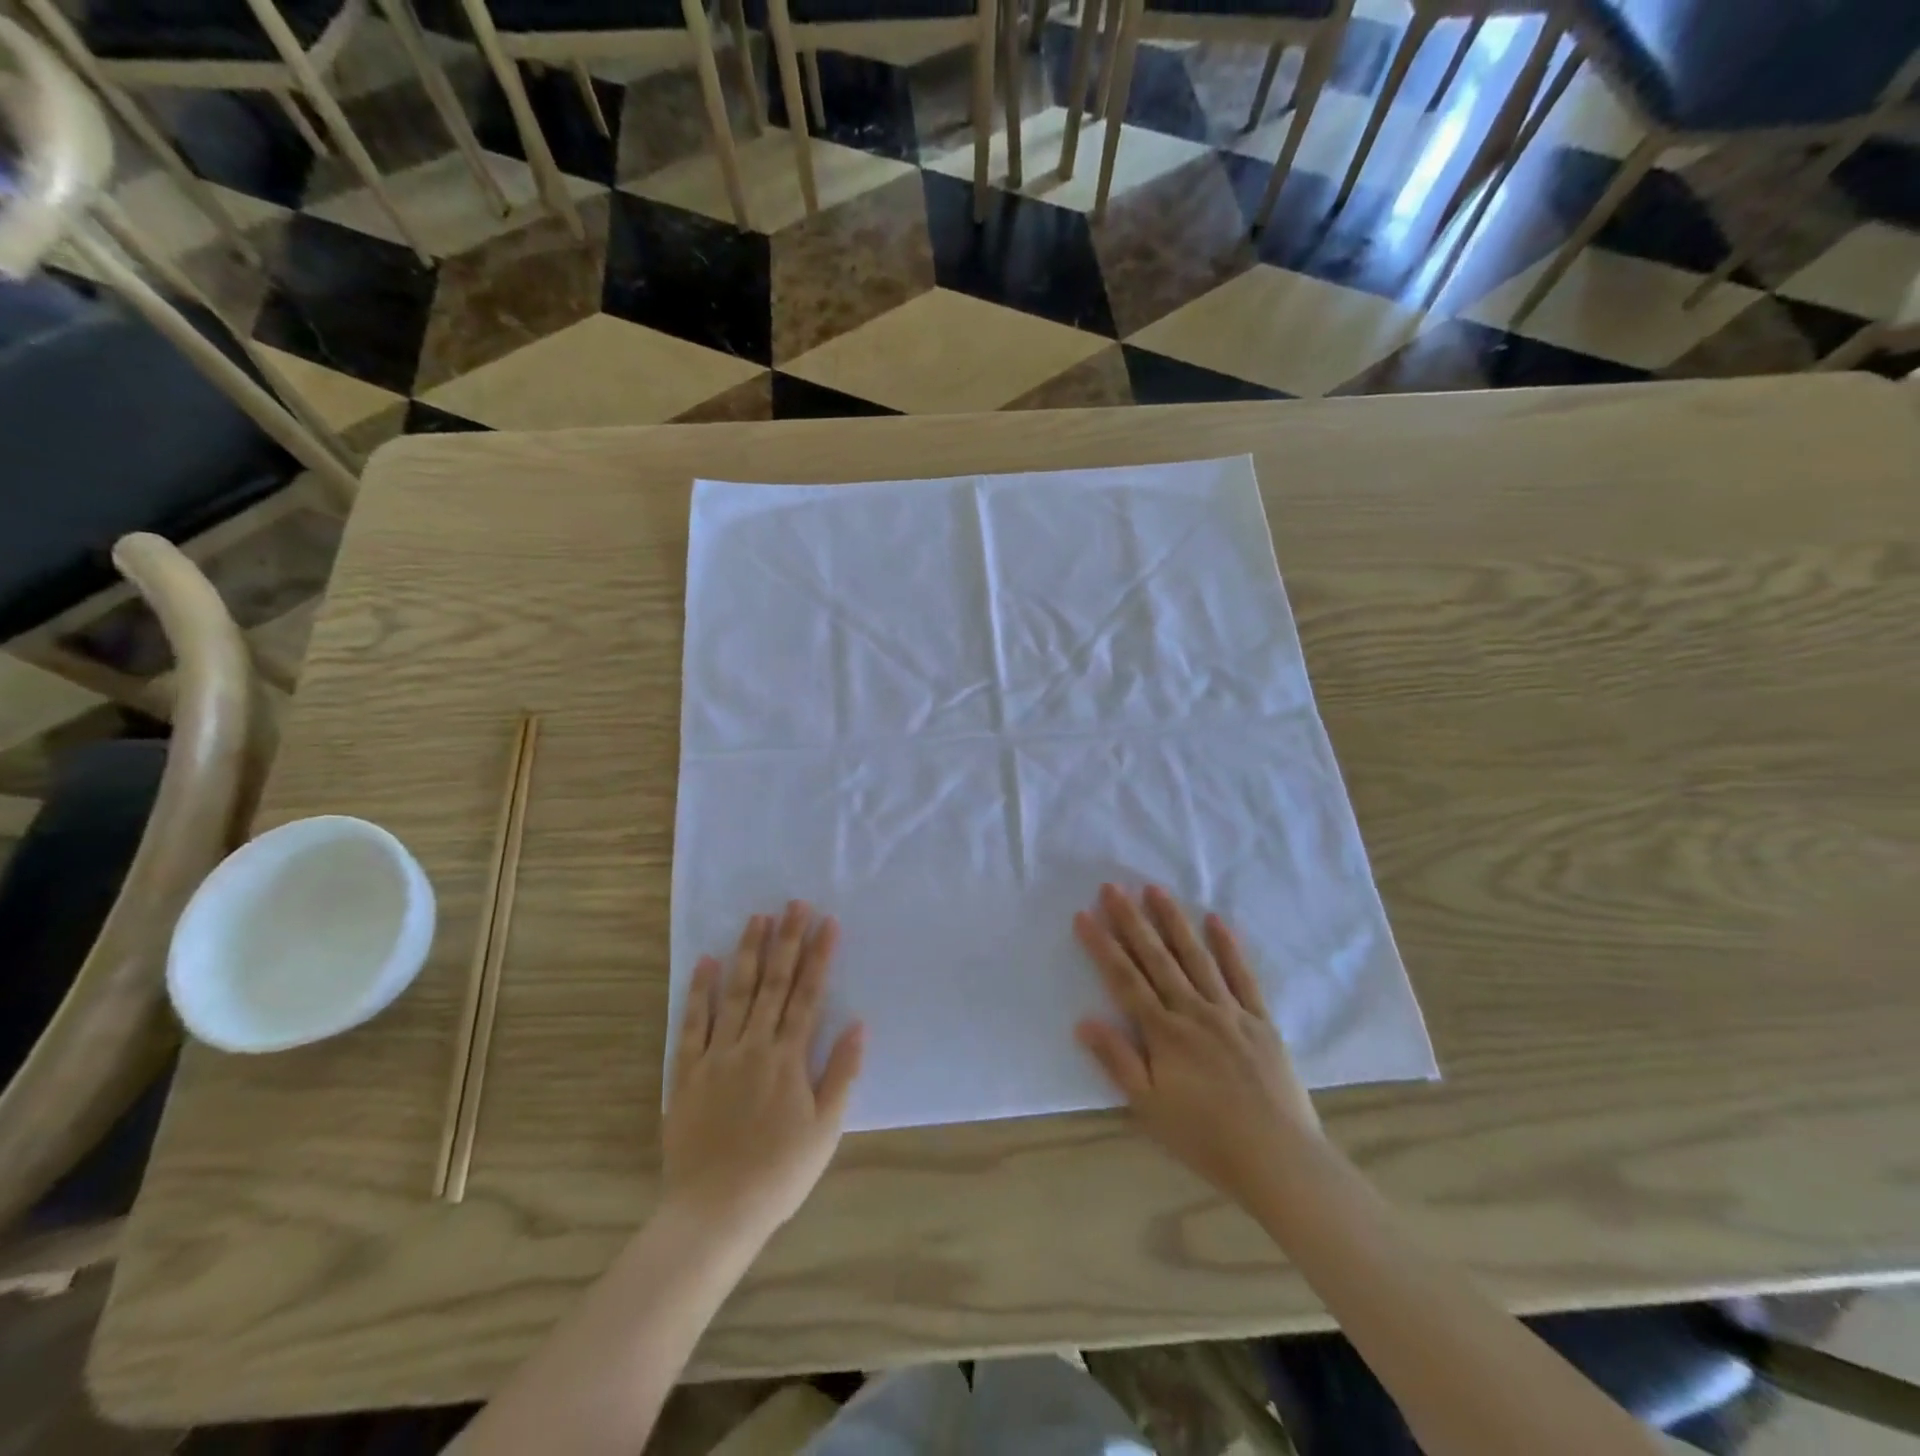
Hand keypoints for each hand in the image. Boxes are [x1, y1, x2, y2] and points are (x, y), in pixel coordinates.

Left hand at [664, 902, 863, 1245]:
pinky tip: (705, 963)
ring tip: (757, 919)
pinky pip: (692, 1024)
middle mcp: (754, 1046)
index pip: (808, 995)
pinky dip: (699, 992)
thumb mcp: (826, 1129)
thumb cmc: (779, 1173)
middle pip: (774, 984)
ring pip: (735, 993)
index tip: (827, 922)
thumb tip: (858, 1024)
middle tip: (794, 904)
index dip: (819, 956)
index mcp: (789, 1058)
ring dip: (748, 953)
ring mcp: (718, 1056)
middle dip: (787, 941)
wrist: (715, 1212)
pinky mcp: (687, 1072)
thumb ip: (842, 1073)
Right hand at [1075, 884, 1322, 1209]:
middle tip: (1112, 887)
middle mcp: (1194, 1011)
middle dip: (1131, 921)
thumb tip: (1084, 1020)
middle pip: (1156, 958)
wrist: (1279, 1160)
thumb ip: (1118, 1061)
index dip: (1102, 946)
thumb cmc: (1206, 1139)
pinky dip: (1228, 947)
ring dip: (1173, 921)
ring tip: (1155, 889)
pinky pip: (1242, 976)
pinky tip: (1216, 920)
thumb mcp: (1150, 1108)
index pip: (1124, 979)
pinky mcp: (1260, 1021)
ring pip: (1196, 957)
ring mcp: (1230, 1012)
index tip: (1084, 915)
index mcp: (1164, 1033)